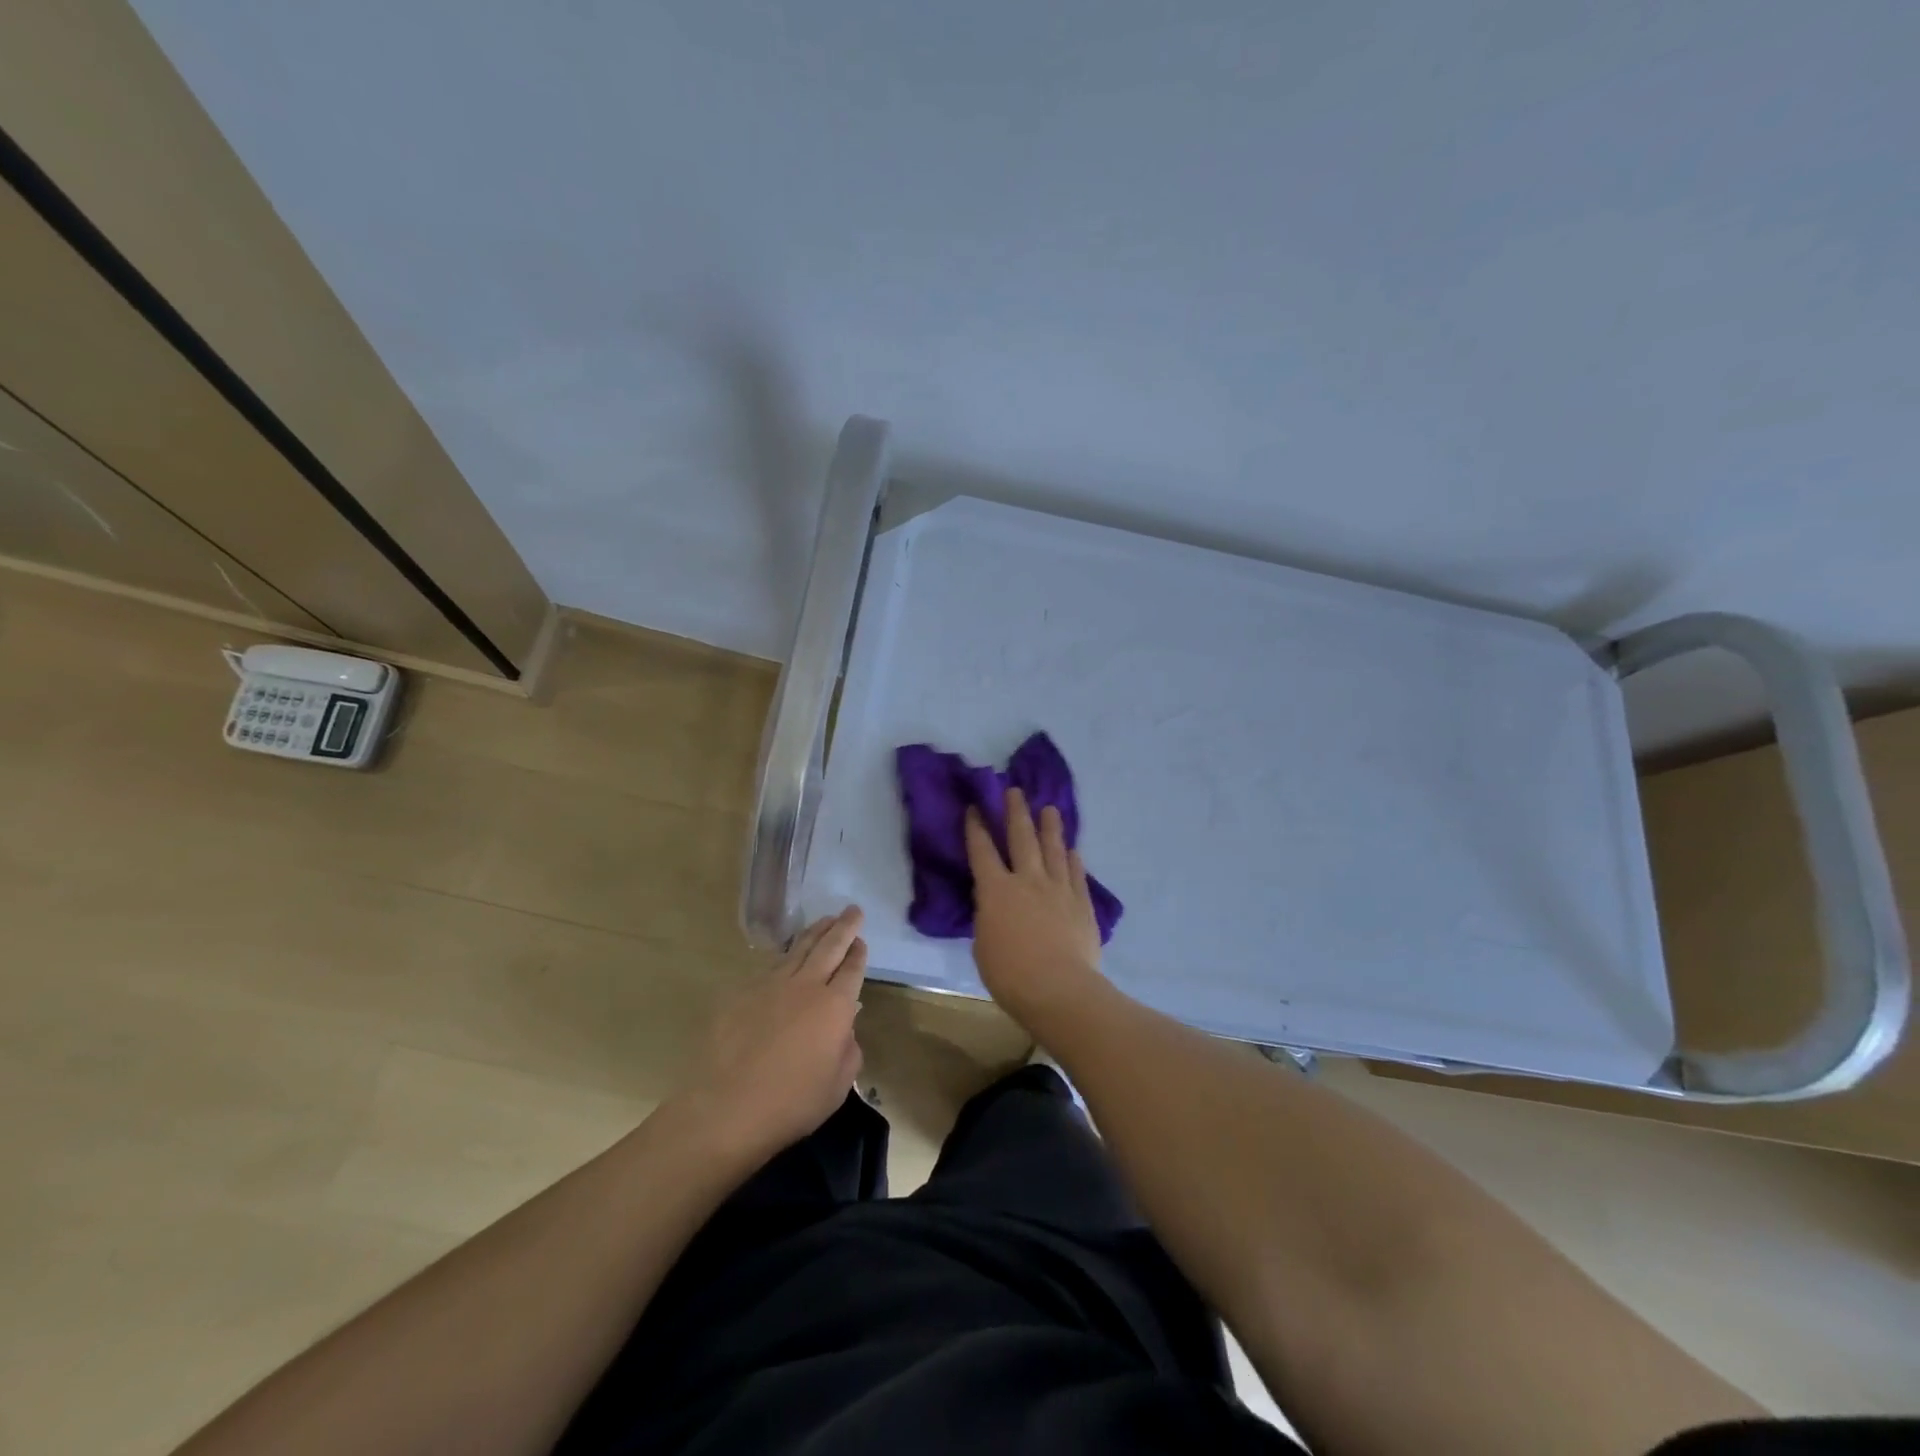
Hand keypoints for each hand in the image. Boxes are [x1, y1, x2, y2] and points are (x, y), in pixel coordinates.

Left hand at [674, 906, 867, 1158]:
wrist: (726, 1108)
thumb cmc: (791, 1103)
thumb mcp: (837, 1086)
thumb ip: (848, 1050)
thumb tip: (843, 1029)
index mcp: (834, 1006)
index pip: (852, 969)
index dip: (858, 953)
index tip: (861, 940)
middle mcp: (805, 986)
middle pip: (829, 947)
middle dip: (843, 927)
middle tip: (852, 910)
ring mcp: (770, 985)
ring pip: (798, 949)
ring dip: (815, 932)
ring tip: (825, 920)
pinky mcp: (741, 993)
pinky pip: (770, 967)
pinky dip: (785, 957)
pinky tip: (787, 957)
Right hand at [964, 788, 1105, 1024]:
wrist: (1059, 988)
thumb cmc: (1010, 973)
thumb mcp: (983, 944)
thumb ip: (989, 917)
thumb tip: (995, 906)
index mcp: (996, 890)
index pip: (982, 851)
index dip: (977, 828)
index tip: (975, 808)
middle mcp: (1027, 880)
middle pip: (1022, 838)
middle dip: (1016, 812)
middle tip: (1014, 791)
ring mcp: (1058, 889)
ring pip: (1054, 849)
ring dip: (1050, 827)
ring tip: (1049, 809)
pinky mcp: (1081, 903)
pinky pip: (1076, 873)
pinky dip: (1073, 859)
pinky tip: (1073, 850)